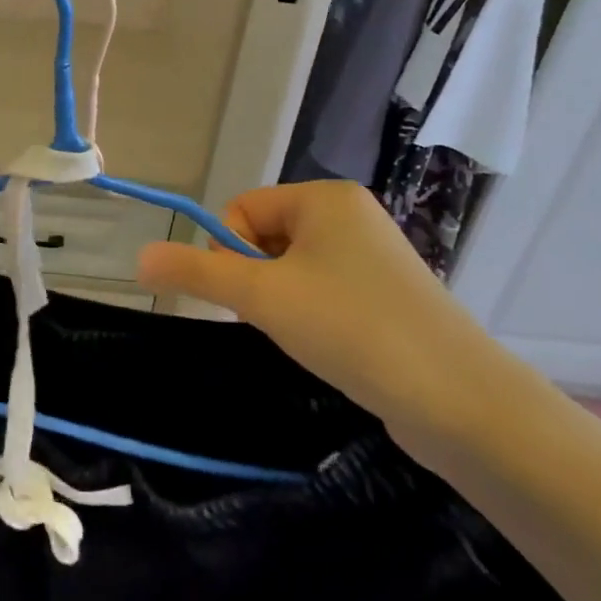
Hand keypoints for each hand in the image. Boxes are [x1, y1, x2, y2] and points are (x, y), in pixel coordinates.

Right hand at [136, 182, 512, 442]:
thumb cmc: (352, 328)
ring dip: (283, 302)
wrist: (462, 403)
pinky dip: (314, 317)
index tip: (248, 297)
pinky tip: (332, 347)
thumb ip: (195, 272)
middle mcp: (351, 215)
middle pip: (266, 237)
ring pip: (293, 269)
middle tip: (280, 319)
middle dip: (258, 280)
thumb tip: (138, 257)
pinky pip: (325, 291)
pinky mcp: (390, 296)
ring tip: (309, 337)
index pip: (242, 210)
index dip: (229, 254)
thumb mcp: (261, 296)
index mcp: (324, 197)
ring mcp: (375, 256)